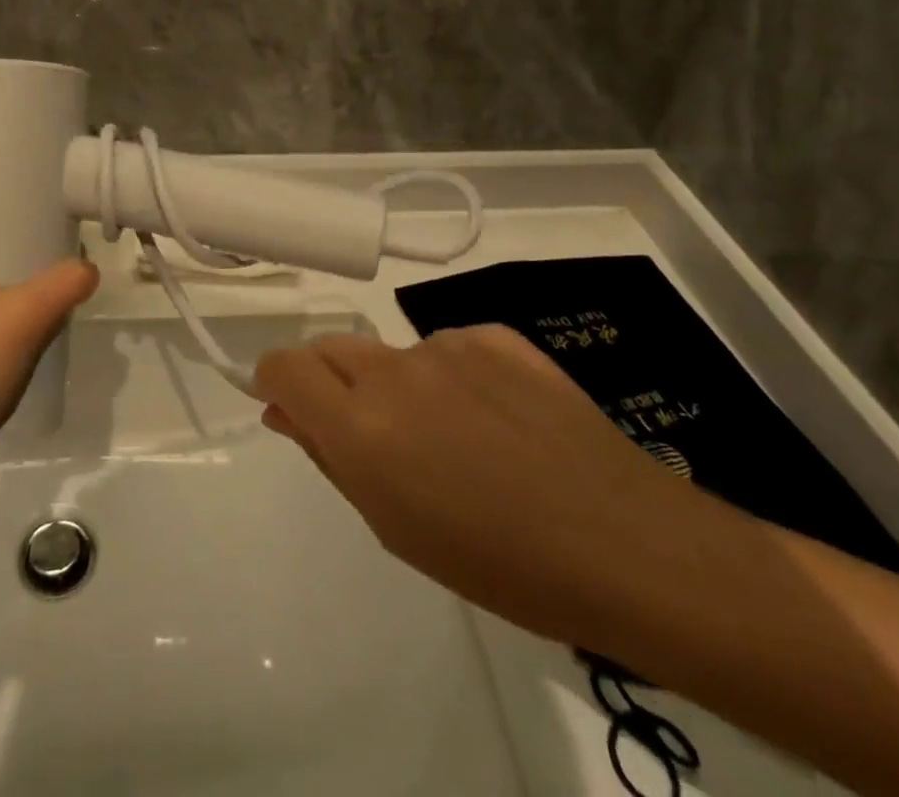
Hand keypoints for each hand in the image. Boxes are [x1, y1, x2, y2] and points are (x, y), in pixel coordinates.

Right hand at [254, 325, 726, 647]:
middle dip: (330, 381)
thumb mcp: (395, 526)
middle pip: (330, 347)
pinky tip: (497, 419)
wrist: (623, 541)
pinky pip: (448, 348)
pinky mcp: (494, 334)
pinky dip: (452, 376)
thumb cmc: (498, 563)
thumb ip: (330, 456)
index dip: (275, 381)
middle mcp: (394, 370)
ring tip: (455, 439)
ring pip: (394, 353)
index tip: (289, 408)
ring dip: (399, 385)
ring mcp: (447, 344)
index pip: (284, 366)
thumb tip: (283, 412)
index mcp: (361, 426)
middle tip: (371, 434)